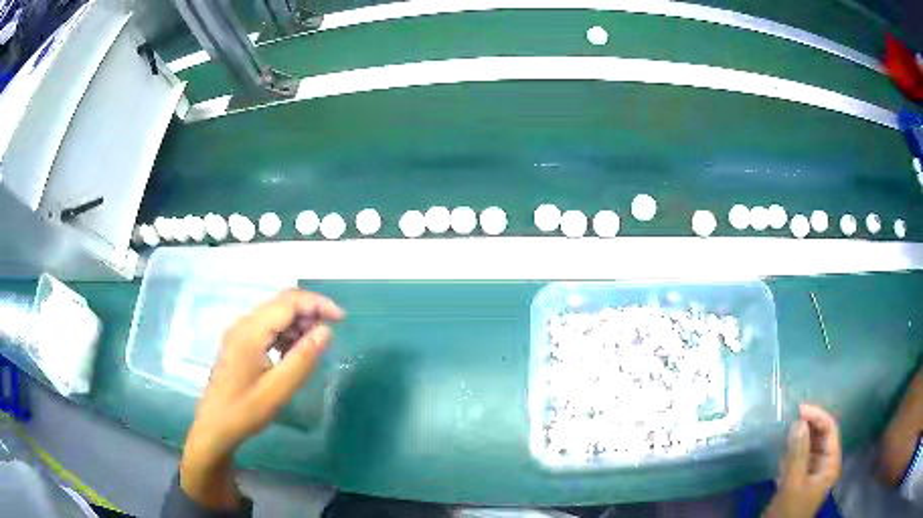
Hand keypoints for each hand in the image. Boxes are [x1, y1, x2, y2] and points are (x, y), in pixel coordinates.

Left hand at [179, 289, 343, 509]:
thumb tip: (326, 331)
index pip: (288, 302)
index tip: (341, 319)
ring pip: (275, 314)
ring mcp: (239, 332)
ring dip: (297, 324)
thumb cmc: (245, 410)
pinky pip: (267, 327)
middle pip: (281, 303)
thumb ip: (302, 359)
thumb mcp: (278, 390)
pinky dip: (285, 333)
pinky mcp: (239, 342)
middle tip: (330, 334)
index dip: (317, 304)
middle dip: (309, 312)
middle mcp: (243, 323)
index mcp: (250, 331)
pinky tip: (293, 353)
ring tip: (313, 347)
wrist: (215, 426)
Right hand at [764, 404, 842, 517]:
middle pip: (822, 436)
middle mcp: (826, 464)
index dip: (817, 416)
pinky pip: (801, 457)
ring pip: (810, 445)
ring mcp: (813, 472)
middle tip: (791, 415)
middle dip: (809, 424)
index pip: (830, 429)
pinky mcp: (801, 479)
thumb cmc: (789, 511)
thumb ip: (798, 453)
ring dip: (800, 435)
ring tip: (786, 427)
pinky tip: (784, 446)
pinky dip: (793, 449)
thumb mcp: (793, 484)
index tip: (798, 409)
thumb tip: (799, 421)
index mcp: (831, 463)